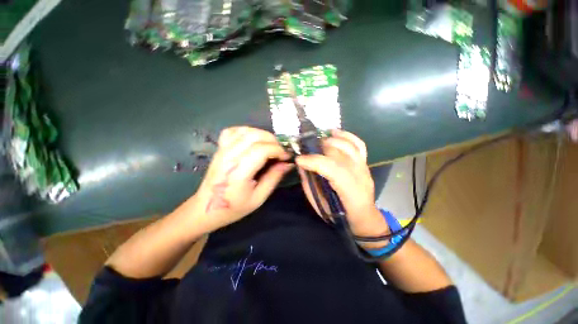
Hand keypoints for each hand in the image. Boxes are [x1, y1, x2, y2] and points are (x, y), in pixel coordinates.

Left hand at [185, 127, 292, 232]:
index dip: (278, 150)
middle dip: (273, 141)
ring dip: (262, 135)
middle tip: (280, 151)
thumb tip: (288, 163)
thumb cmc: (234, 207)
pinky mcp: (220, 148)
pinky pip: (233, 131)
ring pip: (246, 130)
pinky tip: (253, 140)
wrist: (207, 208)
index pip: (262, 150)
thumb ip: (274, 178)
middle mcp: (229, 157)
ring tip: (270, 146)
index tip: (287, 156)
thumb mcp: (259, 198)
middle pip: (255, 136)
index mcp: (239, 172)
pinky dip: (247, 131)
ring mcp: (223, 150)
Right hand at [295, 129, 388, 240]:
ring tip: (318, 142)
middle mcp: (360, 175)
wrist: (364, 216)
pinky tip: (334, 132)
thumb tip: (301, 165)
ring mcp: (364, 166)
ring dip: (330, 140)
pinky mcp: (365, 162)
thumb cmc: (340, 215)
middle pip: (339, 154)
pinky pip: (358, 143)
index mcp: (350, 191)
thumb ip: (310, 184)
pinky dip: (346, 135)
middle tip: (306, 150)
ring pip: (348, 145)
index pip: (332, 168)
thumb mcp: (320, 204)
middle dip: (319, 149)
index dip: (314, 161)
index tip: (299, 160)